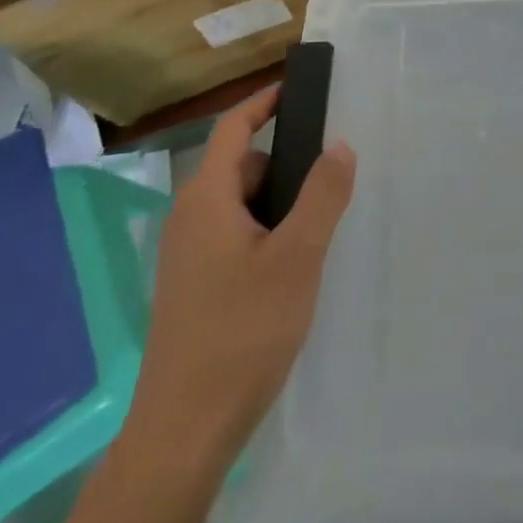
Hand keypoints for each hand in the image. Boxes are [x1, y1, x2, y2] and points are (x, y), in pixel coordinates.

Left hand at [124, 87, 356, 479]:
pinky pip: (231, 236)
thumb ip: (322, 195)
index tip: (298, 87)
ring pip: (238, 206)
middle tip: (329, 179)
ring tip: (316, 230)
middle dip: (283, 165)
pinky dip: (262, 234)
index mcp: (206, 198)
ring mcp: (185, 255)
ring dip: (276, 205)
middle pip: (240, 167)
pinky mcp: (190, 287)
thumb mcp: (297, 258)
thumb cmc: (241, 332)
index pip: (234, 127)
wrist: (182, 435)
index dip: (265, 101)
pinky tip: (289, 270)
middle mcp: (189, 217)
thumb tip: (340, 143)